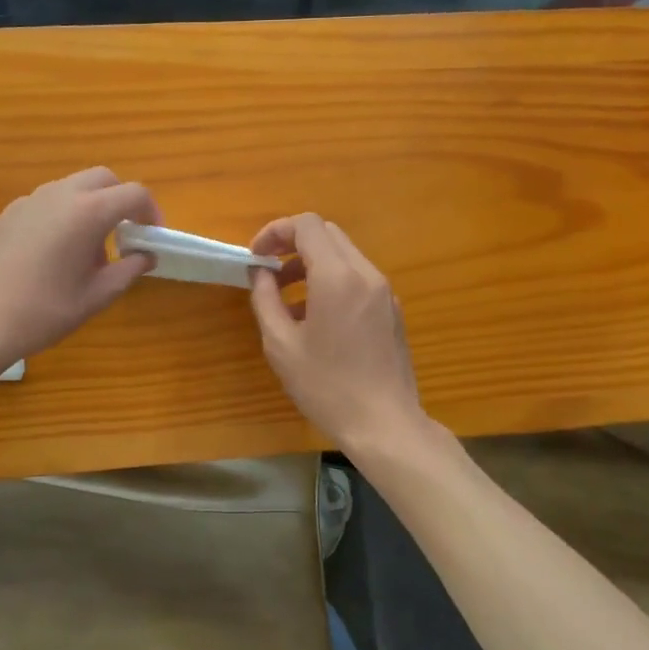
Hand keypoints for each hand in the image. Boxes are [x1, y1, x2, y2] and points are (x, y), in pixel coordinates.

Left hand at [0, 167, 160, 377]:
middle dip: (121, 200)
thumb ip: (129, 270)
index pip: (134, 193)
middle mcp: (59, 194)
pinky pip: (48, 202)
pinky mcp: (8, 213)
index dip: (151, 211)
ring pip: (73, 187)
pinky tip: (54, 254)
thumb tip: (146, 256)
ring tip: (89, 250)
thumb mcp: (96, 296)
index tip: (152, 237)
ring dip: (92, 206)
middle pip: (103, 179)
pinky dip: (64, 214)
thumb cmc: (43, 312)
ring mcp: (29, 200)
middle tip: (125, 235)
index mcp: (87, 212)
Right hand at [248, 214, 428, 452]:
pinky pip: (358, 278)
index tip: (256, 257)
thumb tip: (259, 273)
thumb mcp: (281, 345)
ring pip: (344, 254)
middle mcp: (366, 274)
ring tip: (287, 299)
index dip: (275, 231)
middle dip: (292, 244)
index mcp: (337, 277)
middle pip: (327, 234)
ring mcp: (384, 291)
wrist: (385, 425)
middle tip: (269, 272)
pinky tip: (316, 318)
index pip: (307, 225)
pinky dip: (332, 281)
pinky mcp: (392, 310)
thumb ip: (265, 299)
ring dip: (312, 263)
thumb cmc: (327, 386)